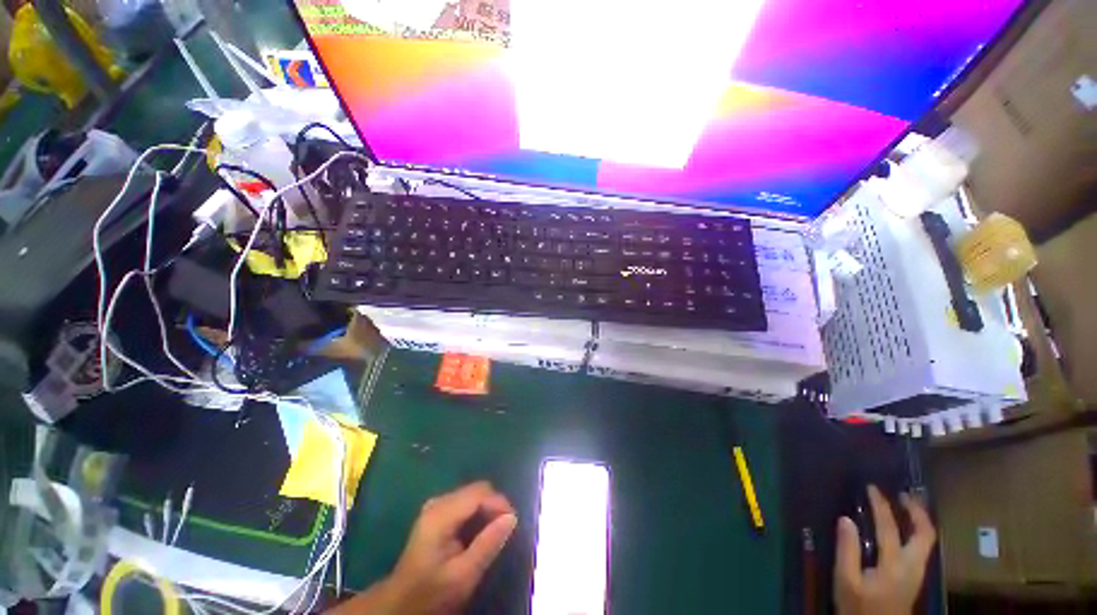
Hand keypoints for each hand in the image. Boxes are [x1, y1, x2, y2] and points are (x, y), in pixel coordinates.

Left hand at [330, 481, 517, 614]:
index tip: (513, 522)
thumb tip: (512, 517)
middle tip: (505, 529)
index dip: (499, 503)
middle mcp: (438, 502)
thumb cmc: (432, 591)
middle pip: (476, 490)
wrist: (401, 603)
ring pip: (472, 495)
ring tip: (495, 531)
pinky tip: (479, 531)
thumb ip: (488, 544)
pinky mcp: (436, 512)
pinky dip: (477, 513)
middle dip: (494, 505)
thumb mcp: (463, 575)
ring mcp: (436, 506)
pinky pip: (465, 502)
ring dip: (487, 509)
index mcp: (441, 514)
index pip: (479, 492)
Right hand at [834, 486, 936, 614]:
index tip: (872, 488)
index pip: (891, 528)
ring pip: (927, 542)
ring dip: (918, 521)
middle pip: (925, 534)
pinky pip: (921, 549)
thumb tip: (846, 519)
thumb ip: (847, 550)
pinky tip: (905, 531)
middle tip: (904, 494)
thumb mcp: (846, 581)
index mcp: (895, 565)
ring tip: (907, 506)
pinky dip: (916, 533)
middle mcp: (912, 566)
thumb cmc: (859, 608)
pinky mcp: (914, 579)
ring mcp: (916, 574)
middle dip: (917, 511)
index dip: (882, 506)